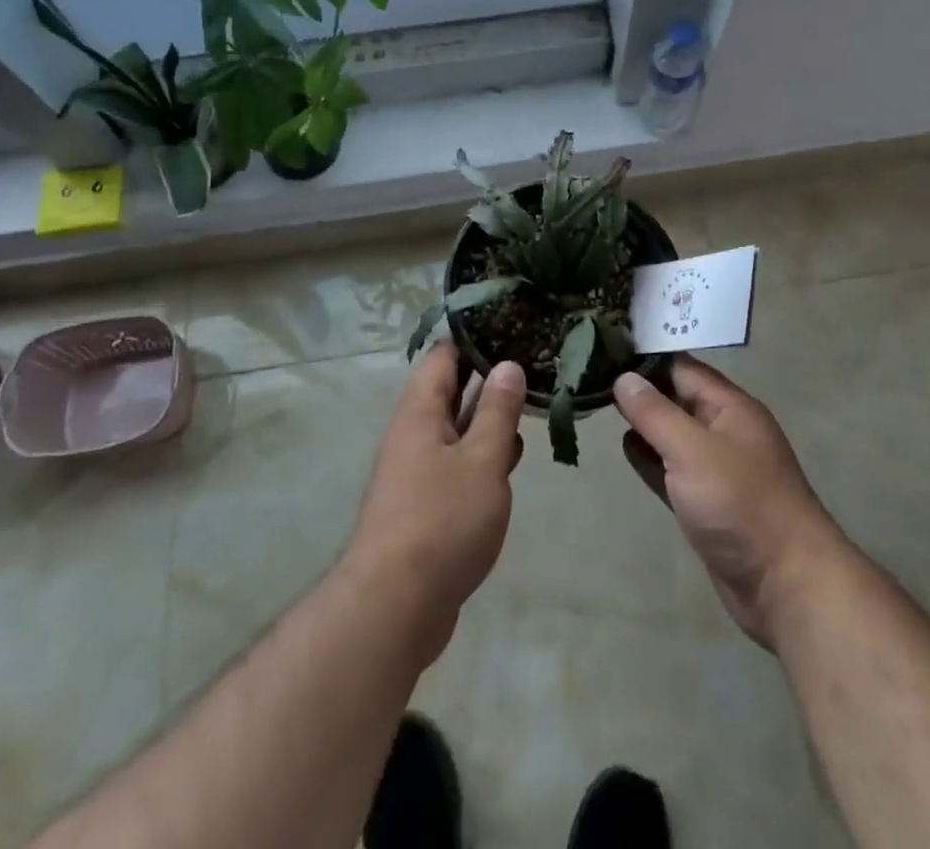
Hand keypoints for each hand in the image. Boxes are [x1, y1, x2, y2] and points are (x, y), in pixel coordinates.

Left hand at [340, 342, 525, 664]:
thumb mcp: (482, 459)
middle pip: (451, 390)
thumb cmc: (442, 521)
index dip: (474, 337)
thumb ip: (497, 411)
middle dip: (489, 377)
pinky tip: (511, 459)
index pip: (444, 356)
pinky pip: (457, 464)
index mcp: (420, 412)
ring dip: (489, 418)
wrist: (395, 607)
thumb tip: (507, 365)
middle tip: (534, 360)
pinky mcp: (426, 504)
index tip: (511, 323)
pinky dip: (483, 455)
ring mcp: (418, 471)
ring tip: (532, 402)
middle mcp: (414, 434)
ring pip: (457, 429)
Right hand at [616, 358, 847, 649]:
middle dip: (639, 389)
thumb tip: (624, 378)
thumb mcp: (693, 450)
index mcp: (730, 406)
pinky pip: (671, 469)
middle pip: (675, 398)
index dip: (644, 358)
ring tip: (599, 406)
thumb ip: (655, 413)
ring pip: (671, 434)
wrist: (785, 586)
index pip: (681, 368)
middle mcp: (723, 430)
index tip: (603, 350)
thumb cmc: (740, 504)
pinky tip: (625, 449)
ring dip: (642, 424)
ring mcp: (715, 468)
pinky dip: (650, 458)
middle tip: (591, 377)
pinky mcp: (705, 502)